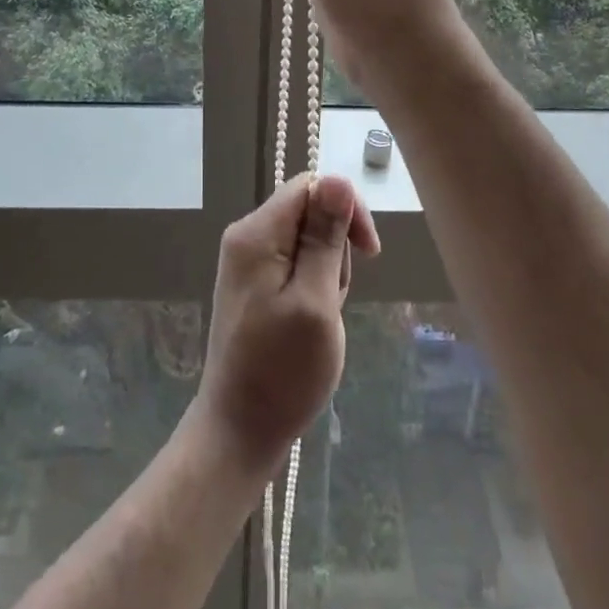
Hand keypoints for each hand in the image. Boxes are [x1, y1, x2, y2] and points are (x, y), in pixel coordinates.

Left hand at [193, 174, 380, 467]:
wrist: (239, 430)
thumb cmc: (282, 371)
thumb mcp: (315, 301)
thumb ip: (325, 238)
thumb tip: (337, 178)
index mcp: (256, 232)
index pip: (311, 186)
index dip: (346, 209)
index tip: (369, 253)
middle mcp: (246, 235)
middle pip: (309, 212)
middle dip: (335, 250)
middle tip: (332, 300)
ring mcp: (247, 260)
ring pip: (306, 240)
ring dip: (327, 272)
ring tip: (320, 318)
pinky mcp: (253, 283)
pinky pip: (295, 263)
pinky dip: (313, 287)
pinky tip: (310, 321)